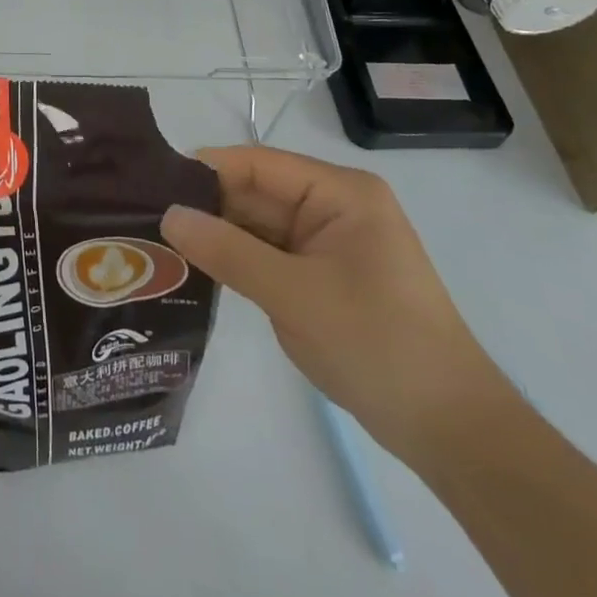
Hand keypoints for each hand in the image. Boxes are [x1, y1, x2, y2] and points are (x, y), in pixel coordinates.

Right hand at [160, 147, 514, 464]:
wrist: (451, 431)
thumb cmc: (378, 345)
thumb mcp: (294, 296)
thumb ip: (228, 251)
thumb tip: (168, 215)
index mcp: (340, 192)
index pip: (259, 164)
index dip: (206, 170)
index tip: (152, 184)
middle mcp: (334, 206)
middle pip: (256, 192)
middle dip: (207, 205)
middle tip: (145, 217)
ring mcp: (328, 242)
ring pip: (258, 225)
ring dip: (218, 234)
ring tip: (158, 240)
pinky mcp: (323, 275)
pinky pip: (269, 254)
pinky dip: (237, 260)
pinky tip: (196, 265)